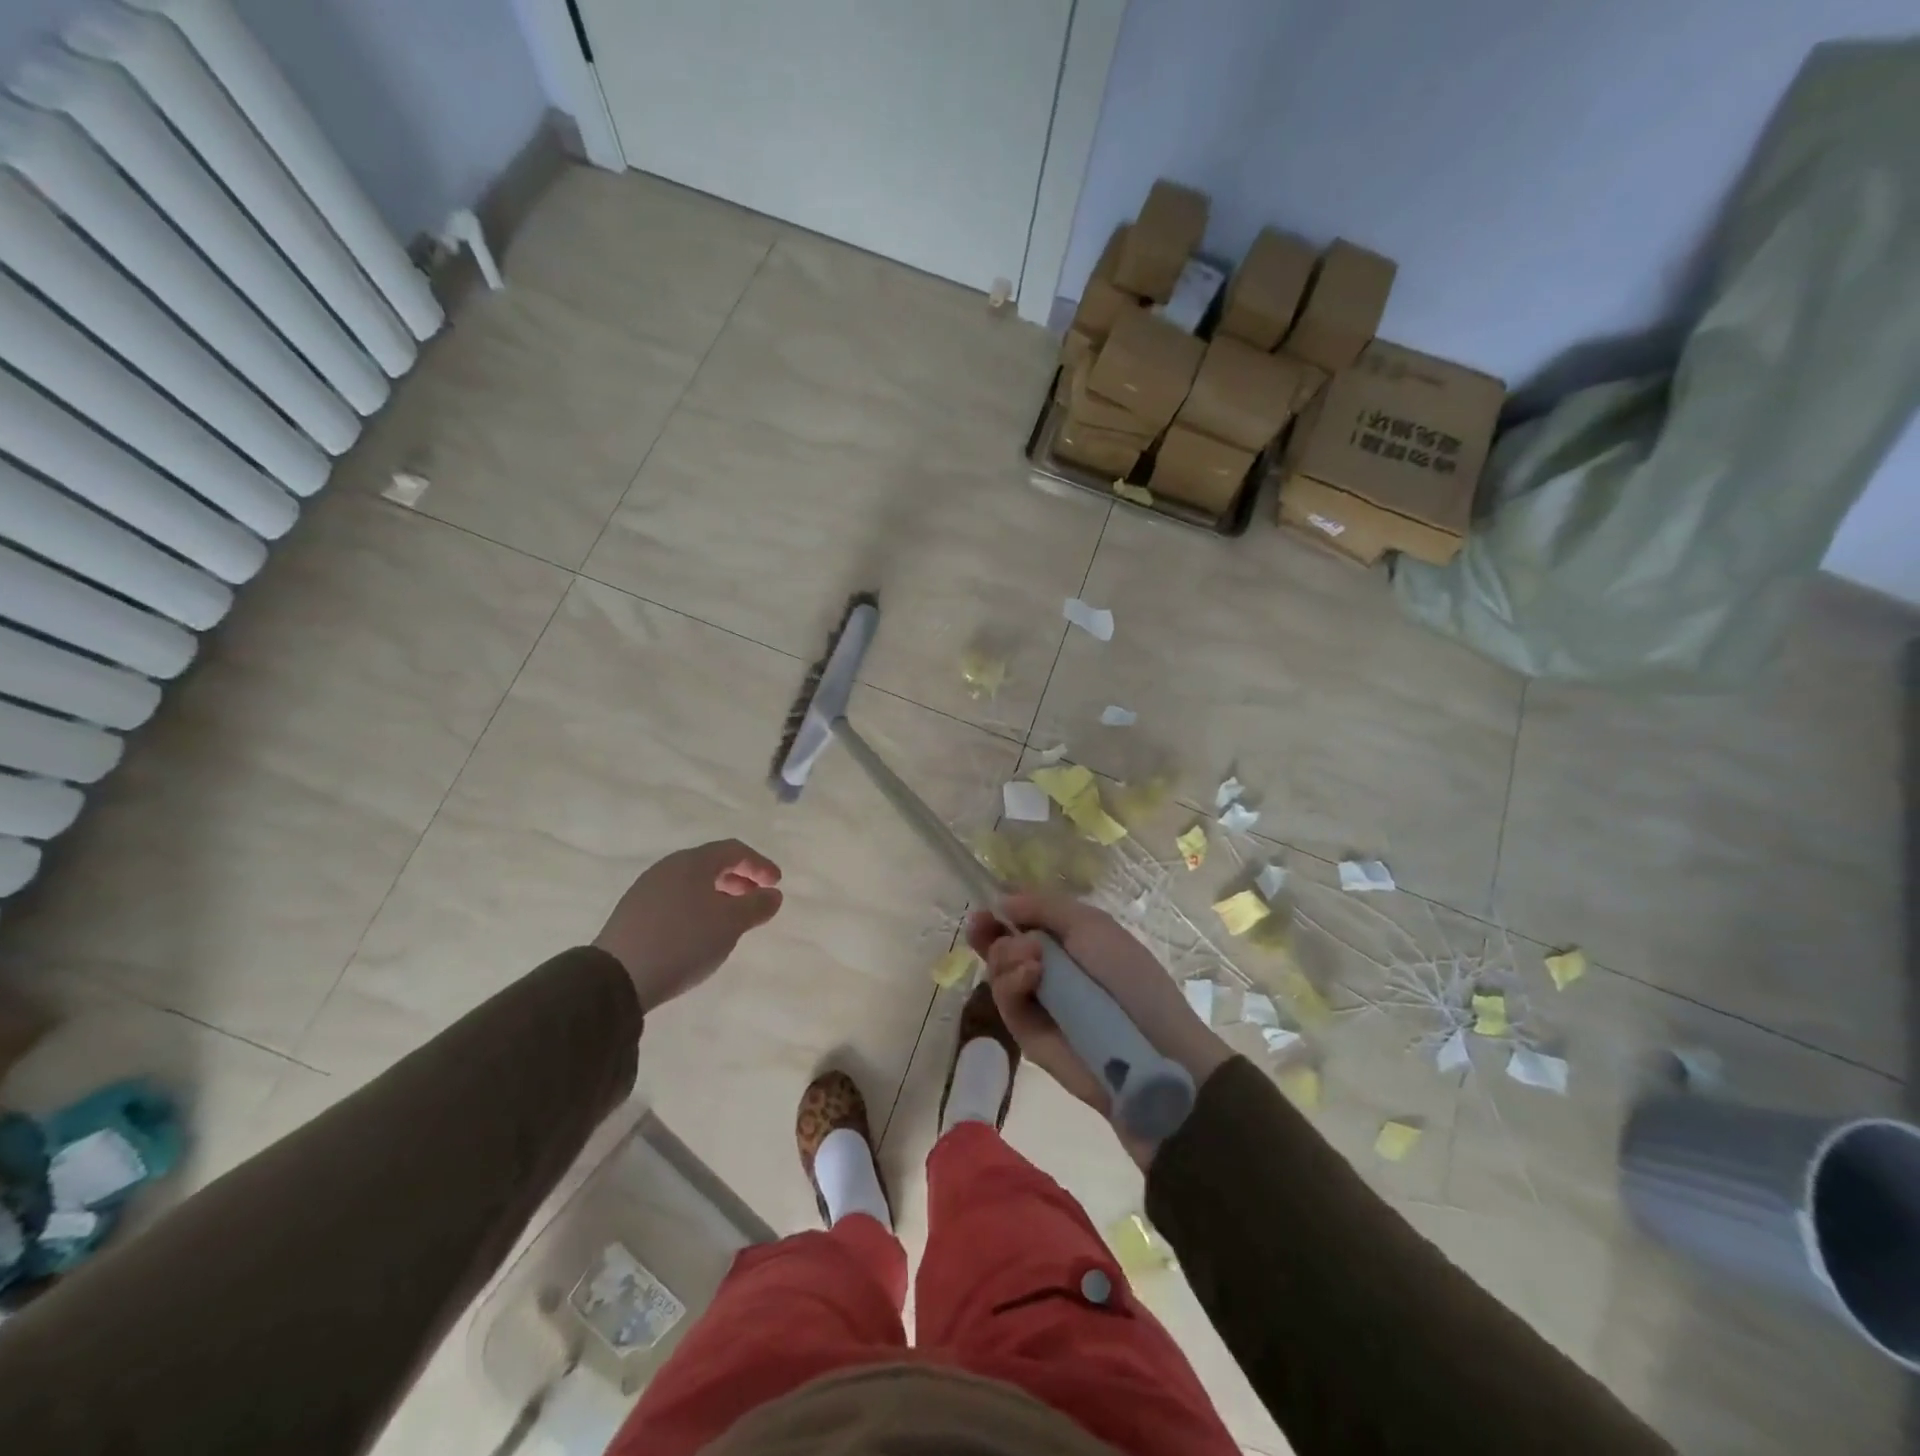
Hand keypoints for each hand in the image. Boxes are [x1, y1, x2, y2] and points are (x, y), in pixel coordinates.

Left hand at [595, 840, 783, 1013]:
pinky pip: (675, 899)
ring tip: (731, 919)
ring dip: (718, 895)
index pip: (734, 850)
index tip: (776, 884)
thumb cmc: (684, 941)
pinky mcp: (633, 913)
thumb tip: (773, 894)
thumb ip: (757, 905)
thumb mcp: (731, 924)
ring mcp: (647, 889)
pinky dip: (697, 907)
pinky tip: (700, 932)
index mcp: (693, 862)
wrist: (616, 977)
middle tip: (756, 899)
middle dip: (739, 879)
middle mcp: (668, 867)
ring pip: (692, 883)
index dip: (760, 864)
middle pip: (711, 864)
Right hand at [966, 893, 1230, 1160]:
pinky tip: (1031, 974)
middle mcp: (1045, 968)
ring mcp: (1034, 1001)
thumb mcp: (1091, 926)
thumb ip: (1044, 908)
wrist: (1151, 1047)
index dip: (1000, 912)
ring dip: (1007, 954)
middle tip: (982, 925)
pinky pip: (1005, 1000)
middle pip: (1000, 944)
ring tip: (1034, 959)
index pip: (1021, 921)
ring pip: (997, 969)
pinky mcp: (1025, 1033)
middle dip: (990, 931)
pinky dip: (1012, 981)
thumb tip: (1001, 901)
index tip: (986, 907)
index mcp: (1065, 940)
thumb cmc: (1129, 976)